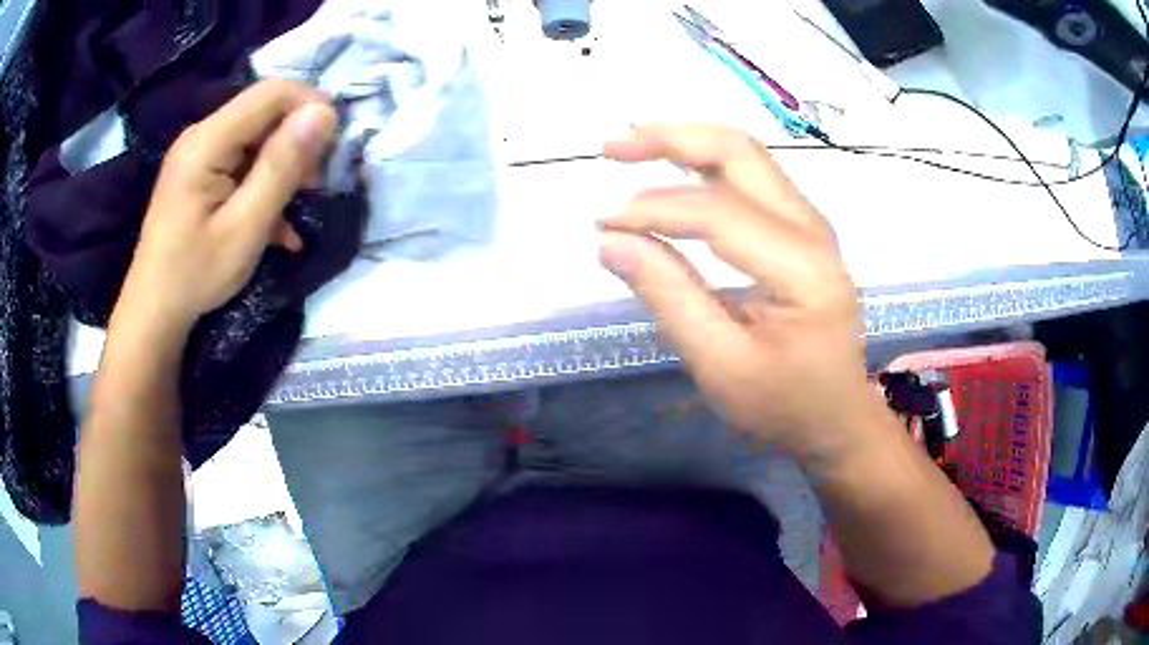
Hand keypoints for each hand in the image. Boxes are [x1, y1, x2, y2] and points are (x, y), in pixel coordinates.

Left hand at [116, 80, 337, 332]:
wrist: (154, 312)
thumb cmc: (195, 275)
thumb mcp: (245, 227)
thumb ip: (282, 167)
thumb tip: (324, 114)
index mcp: (208, 141)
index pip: (272, 93)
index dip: (311, 106)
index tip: (333, 147)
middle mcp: (202, 135)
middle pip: (265, 112)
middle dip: (298, 142)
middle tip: (312, 189)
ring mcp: (199, 153)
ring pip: (258, 137)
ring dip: (284, 167)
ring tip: (295, 211)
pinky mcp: (200, 172)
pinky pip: (242, 161)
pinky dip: (264, 184)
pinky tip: (276, 223)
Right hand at [600, 123, 882, 463]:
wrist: (837, 417)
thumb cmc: (784, 403)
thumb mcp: (721, 365)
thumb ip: (669, 296)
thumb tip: (610, 242)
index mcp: (802, 267)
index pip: (716, 212)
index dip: (651, 209)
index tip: (602, 225)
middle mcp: (812, 228)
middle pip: (738, 151)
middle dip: (671, 138)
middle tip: (613, 146)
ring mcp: (810, 223)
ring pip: (745, 155)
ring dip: (687, 142)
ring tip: (632, 146)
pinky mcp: (801, 229)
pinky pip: (751, 177)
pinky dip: (705, 163)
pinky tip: (673, 169)